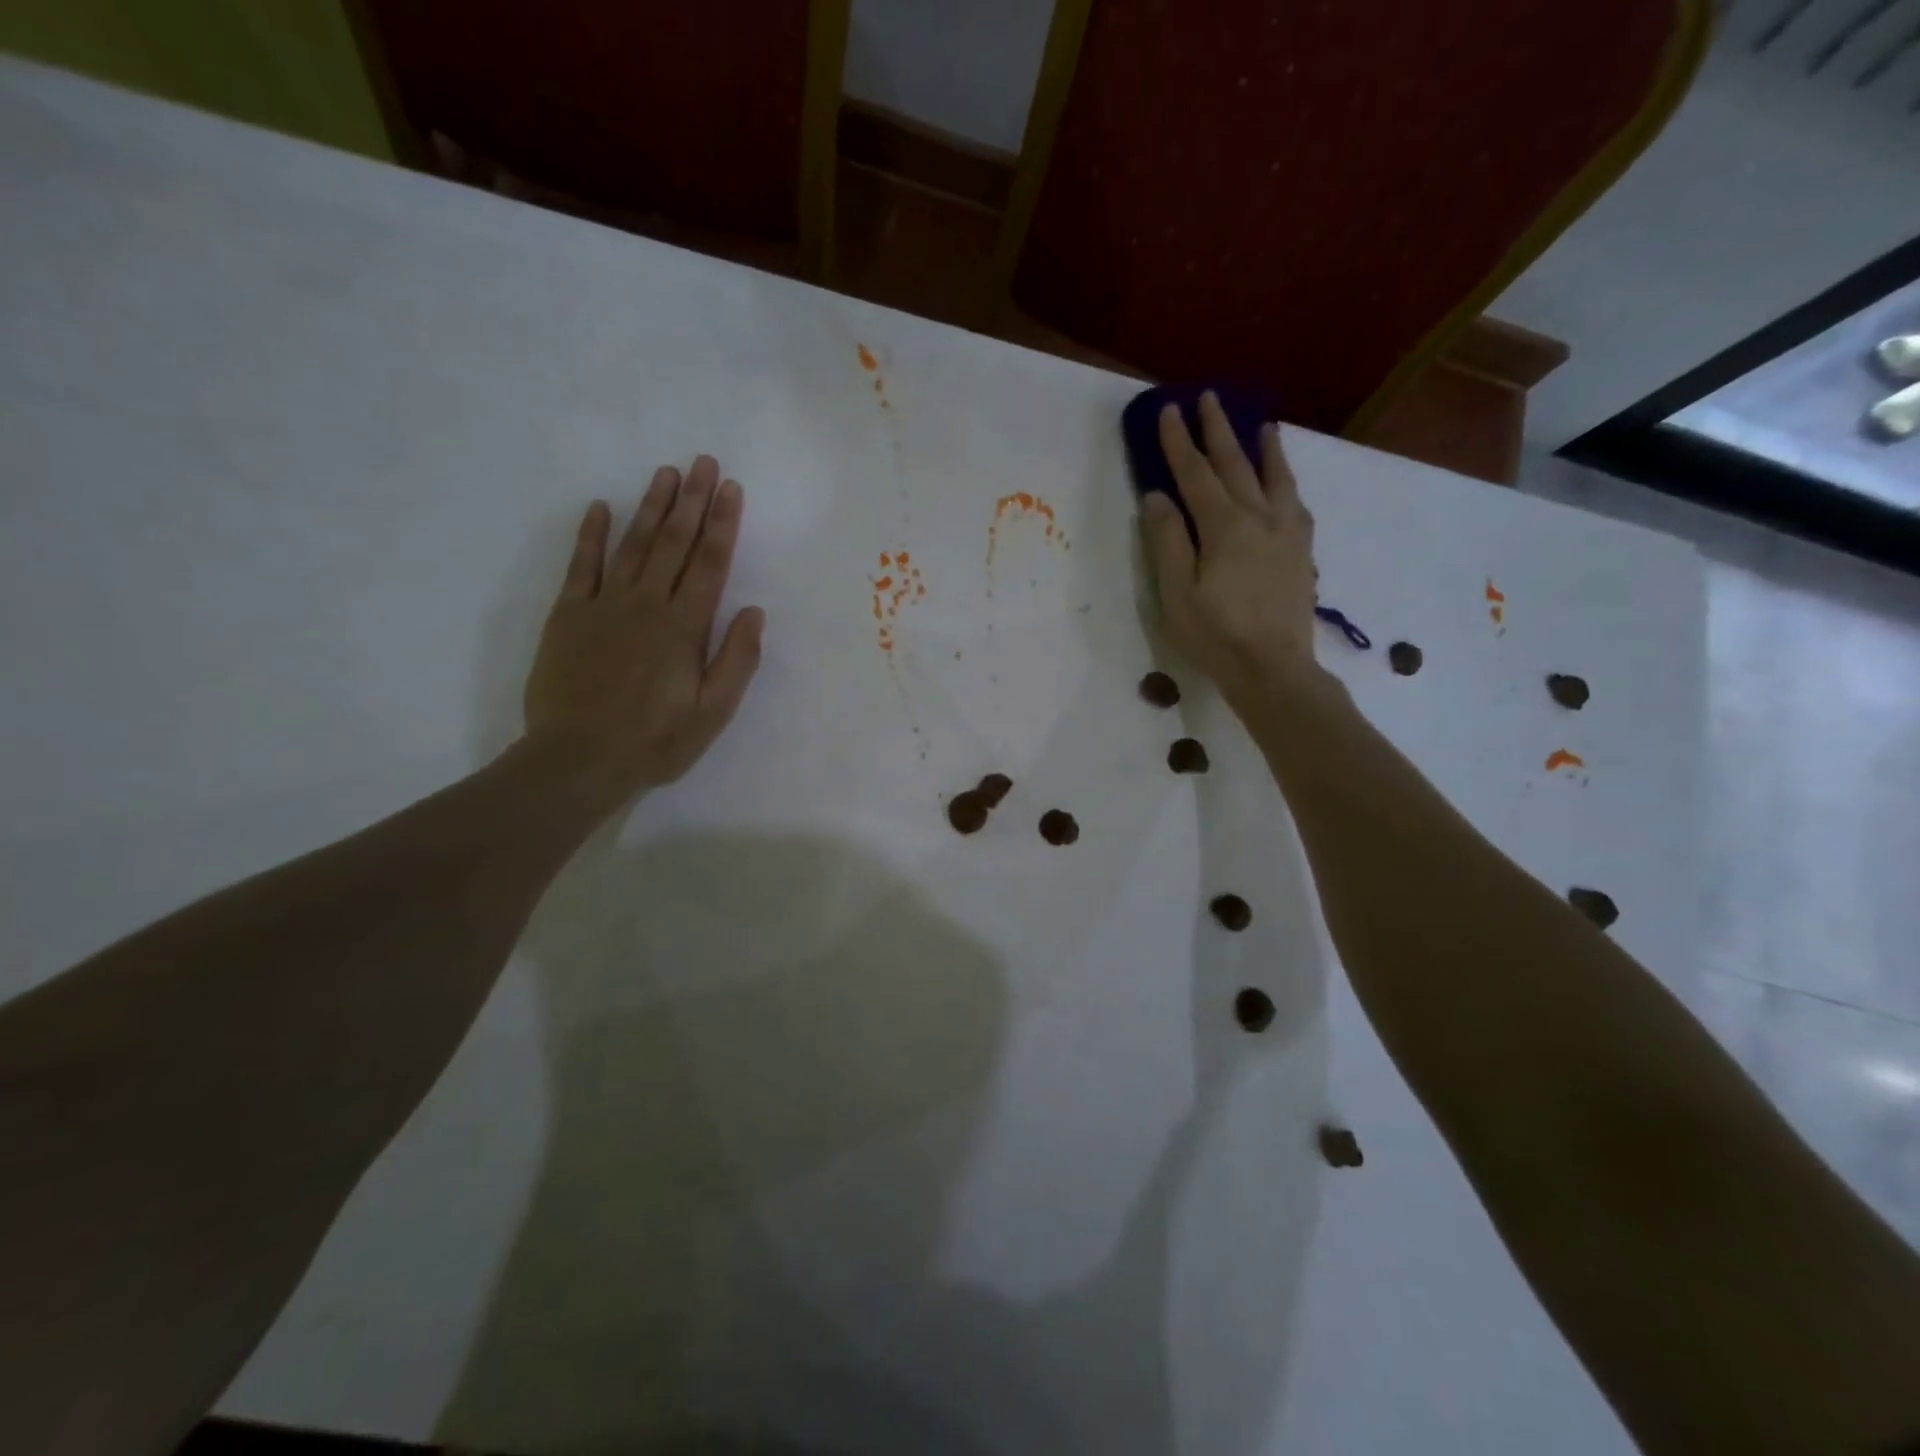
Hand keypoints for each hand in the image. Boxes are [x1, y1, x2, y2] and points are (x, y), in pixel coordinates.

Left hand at [524, 455, 764, 801]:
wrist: (577, 759)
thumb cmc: (655, 740)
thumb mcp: (713, 712)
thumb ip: (736, 660)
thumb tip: (753, 612)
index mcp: (684, 627)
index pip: (710, 564)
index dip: (723, 524)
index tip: (731, 488)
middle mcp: (646, 604)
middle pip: (674, 543)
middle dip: (692, 501)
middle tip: (703, 462)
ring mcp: (603, 605)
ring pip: (633, 545)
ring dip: (651, 507)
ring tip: (666, 473)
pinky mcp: (568, 615)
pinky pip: (581, 565)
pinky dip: (590, 535)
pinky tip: (599, 507)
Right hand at [1140, 392, 1320, 705]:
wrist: (1274, 667)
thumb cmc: (1215, 635)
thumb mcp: (1177, 593)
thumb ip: (1167, 541)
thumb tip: (1156, 496)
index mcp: (1224, 526)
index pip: (1196, 474)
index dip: (1179, 442)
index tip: (1168, 410)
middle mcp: (1259, 517)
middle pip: (1236, 465)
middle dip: (1219, 430)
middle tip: (1209, 398)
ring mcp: (1287, 533)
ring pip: (1276, 478)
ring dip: (1264, 448)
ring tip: (1262, 424)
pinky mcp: (1302, 552)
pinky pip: (1296, 503)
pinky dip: (1287, 483)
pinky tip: (1286, 484)